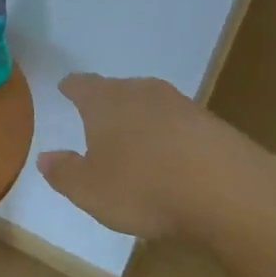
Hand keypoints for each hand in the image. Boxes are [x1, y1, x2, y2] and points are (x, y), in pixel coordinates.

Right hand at [36, 73, 272, 240]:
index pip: (81, 85)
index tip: (66, 88)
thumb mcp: (89, 190)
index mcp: (105, 101)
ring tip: (134, 142)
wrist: (229, 191)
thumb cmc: (143, 186)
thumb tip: (45, 158)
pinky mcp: (214, 126)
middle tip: (97, 120)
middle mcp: (141, 93)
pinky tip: (171, 159)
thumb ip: (64, 173)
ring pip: (151, 106)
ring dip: (141, 120)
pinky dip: (170, 138)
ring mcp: (182, 106)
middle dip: (107, 103)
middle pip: (118, 90)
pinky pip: (180, 126)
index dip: (71, 87)